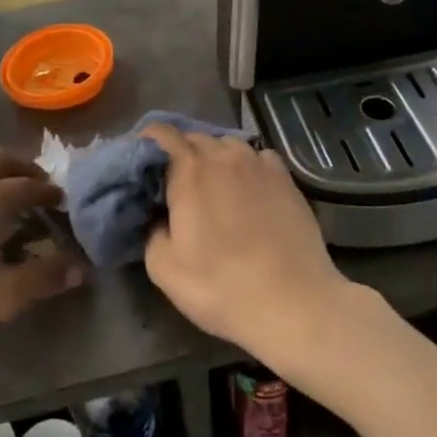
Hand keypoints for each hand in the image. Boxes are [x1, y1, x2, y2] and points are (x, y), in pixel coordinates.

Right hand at [141, 126, 355, 369]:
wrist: (293, 303)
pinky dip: (246, 165)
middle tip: (174, 182)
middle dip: (179, 153)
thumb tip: (158, 217)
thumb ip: (151, 232)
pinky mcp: (286, 177)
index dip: (148, 141)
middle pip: (194, 137)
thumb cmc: (222, 287)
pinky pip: (258, 157)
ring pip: (227, 144)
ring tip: (213, 184)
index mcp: (190, 171)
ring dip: (214, 157)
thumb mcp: (164, 269)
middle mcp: (224, 156)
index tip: (142, 162)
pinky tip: (248, 188)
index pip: (162, 133)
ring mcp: (259, 163)